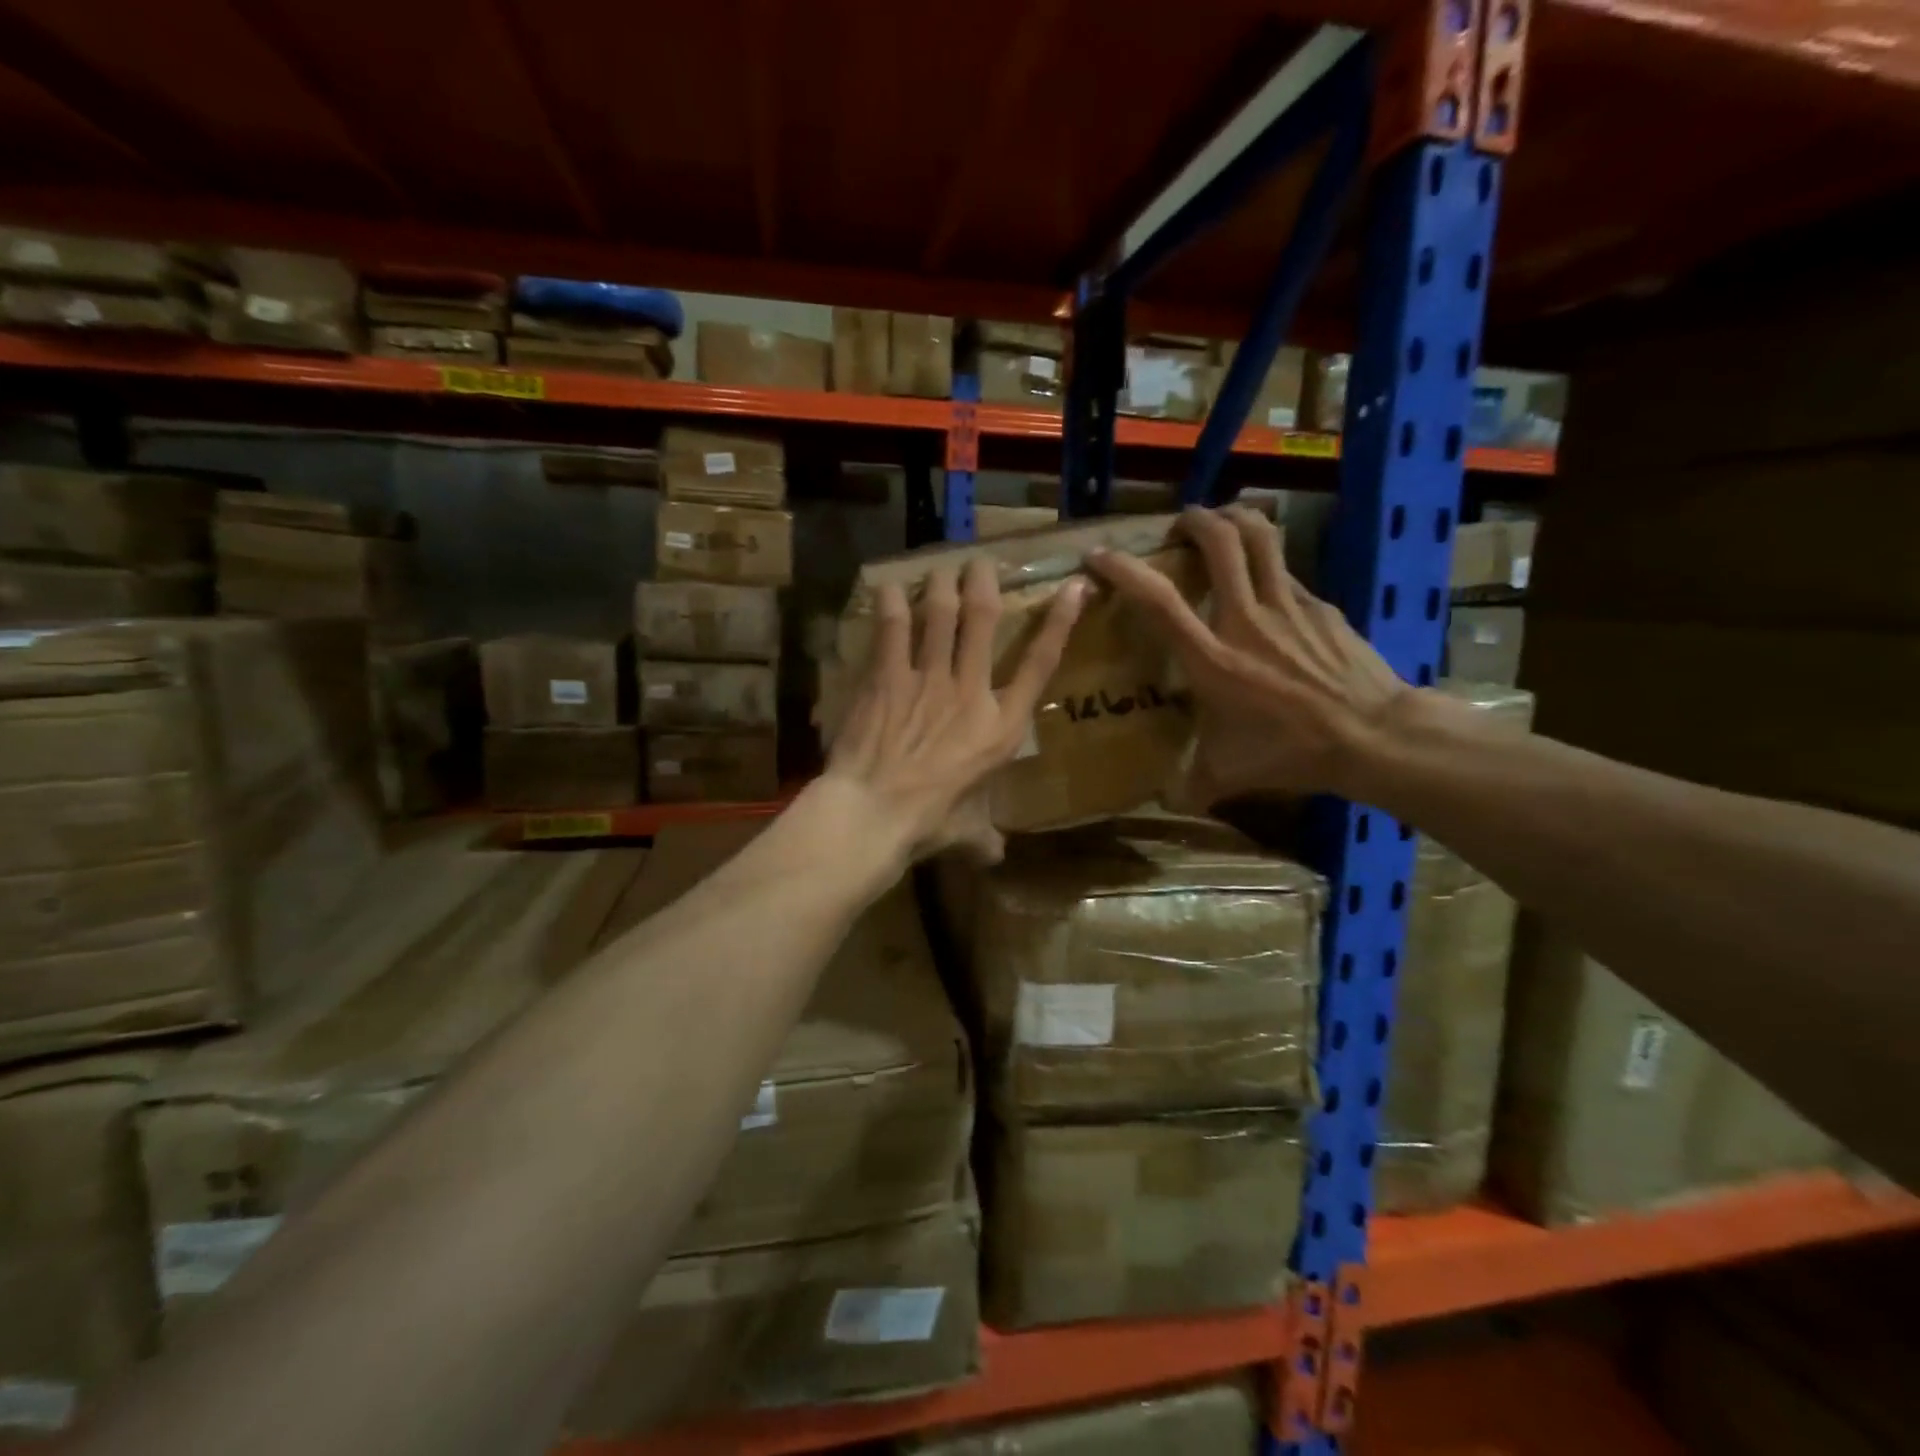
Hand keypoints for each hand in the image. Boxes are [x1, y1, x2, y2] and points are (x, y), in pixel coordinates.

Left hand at [825, 557, 1085, 863]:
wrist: (873, 814)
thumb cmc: (926, 825)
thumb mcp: (965, 834)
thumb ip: (983, 838)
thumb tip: (995, 857)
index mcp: (1000, 727)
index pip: (1039, 664)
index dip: (1059, 622)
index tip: (1072, 587)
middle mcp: (970, 691)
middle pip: (985, 619)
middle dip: (984, 582)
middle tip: (979, 563)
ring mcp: (928, 678)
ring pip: (941, 612)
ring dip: (941, 584)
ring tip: (939, 568)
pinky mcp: (887, 676)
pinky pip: (894, 627)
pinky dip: (893, 603)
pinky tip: (890, 587)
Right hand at [1088, 505, 1406, 804]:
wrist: (1374, 736)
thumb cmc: (1291, 753)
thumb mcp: (1228, 774)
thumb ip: (1191, 785)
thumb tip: (1165, 803)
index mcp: (1212, 658)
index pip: (1159, 601)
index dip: (1125, 570)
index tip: (1100, 556)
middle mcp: (1246, 619)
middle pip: (1221, 541)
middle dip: (1195, 519)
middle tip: (1181, 524)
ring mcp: (1288, 605)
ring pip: (1261, 537)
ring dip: (1236, 519)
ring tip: (1221, 523)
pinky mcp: (1320, 606)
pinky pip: (1287, 572)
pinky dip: (1268, 566)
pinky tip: (1265, 588)